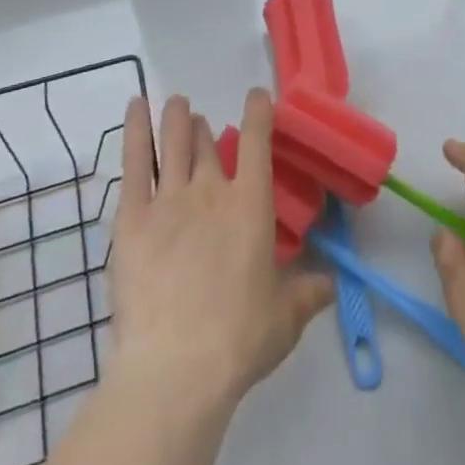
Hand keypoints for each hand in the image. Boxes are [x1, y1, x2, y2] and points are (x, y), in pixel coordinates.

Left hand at [108, 90, 333, 407]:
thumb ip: (308, 293)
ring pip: (173, 141)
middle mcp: (211, 188)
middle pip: (206, 142)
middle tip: (201, 128)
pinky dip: (135, 129)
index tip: (257, 96)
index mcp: (250, 203)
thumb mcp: (285, 318)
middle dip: (204, 130)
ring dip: (176, 118)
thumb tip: (331, 283)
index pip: (258, 139)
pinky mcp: (133, 217)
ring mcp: (169, 198)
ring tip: (177, 104)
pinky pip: (135, 161)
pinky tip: (135, 106)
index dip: (258, 111)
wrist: (176, 367)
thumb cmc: (238, 338)